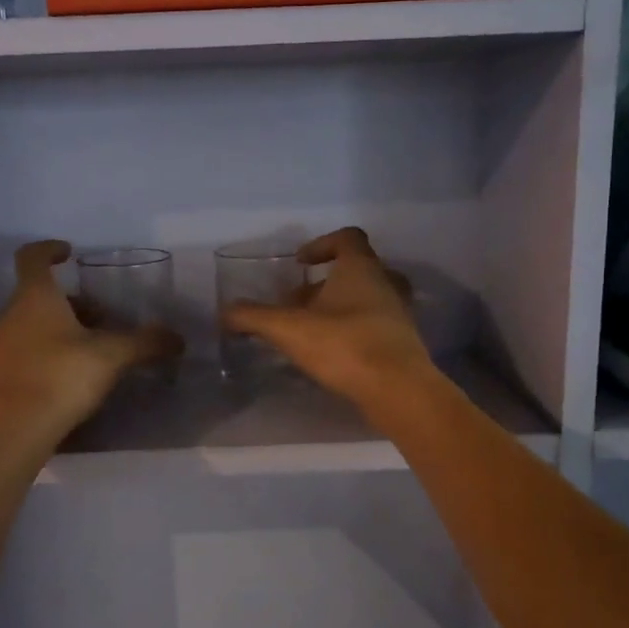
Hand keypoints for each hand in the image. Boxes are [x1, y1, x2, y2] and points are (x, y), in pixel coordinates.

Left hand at [0, 241, 181, 447]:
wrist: (11, 432)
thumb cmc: (60, 377)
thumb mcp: (111, 357)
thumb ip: (144, 343)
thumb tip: (178, 339)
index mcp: (34, 297)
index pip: (32, 257)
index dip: (49, 249)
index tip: (69, 252)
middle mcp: (9, 315)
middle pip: (37, 296)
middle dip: (70, 302)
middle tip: (101, 319)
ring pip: (29, 325)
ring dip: (57, 329)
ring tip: (89, 351)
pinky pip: (22, 354)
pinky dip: (43, 355)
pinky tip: (66, 379)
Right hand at [220, 227, 436, 409]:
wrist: (398, 390)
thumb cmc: (344, 345)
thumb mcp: (289, 329)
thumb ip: (254, 317)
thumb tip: (225, 312)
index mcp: (361, 268)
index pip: (347, 238)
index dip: (321, 244)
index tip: (299, 263)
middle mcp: (385, 283)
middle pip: (355, 269)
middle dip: (323, 283)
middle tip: (297, 303)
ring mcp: (398, 313)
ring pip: (366, 298)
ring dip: (338, 307)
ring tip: (311, 329)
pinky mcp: (402, 342)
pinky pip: (374, 324)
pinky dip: (352, 330)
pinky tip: (331, 352)